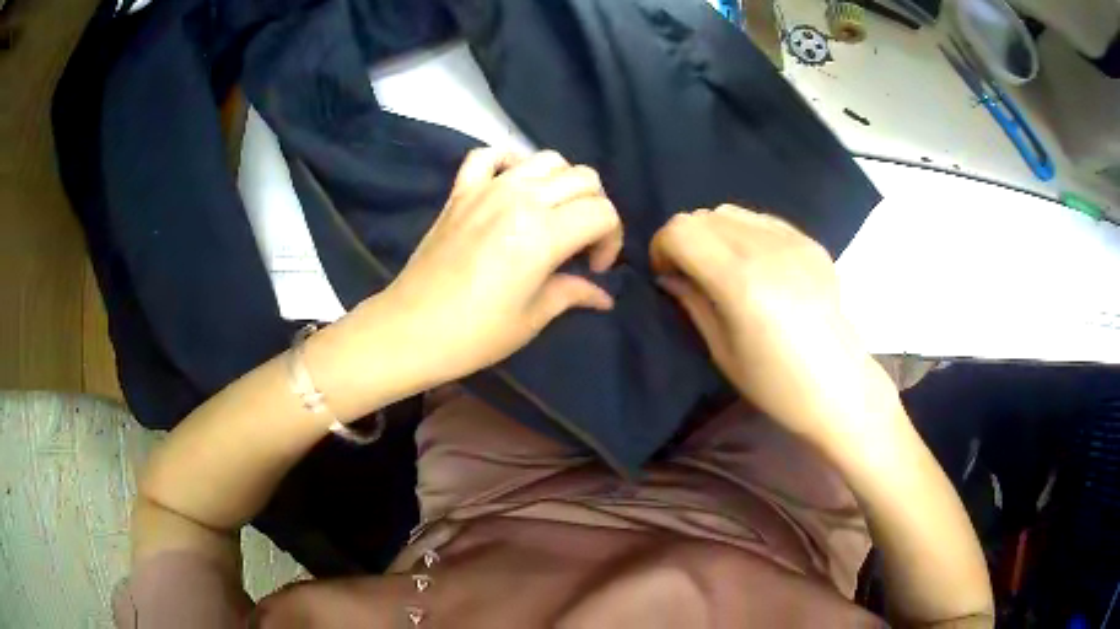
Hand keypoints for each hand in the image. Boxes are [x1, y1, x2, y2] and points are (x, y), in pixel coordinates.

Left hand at [347, 149, 622, 392]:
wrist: (410, 329)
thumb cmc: (475, 334)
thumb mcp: (533, 317)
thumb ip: (573, 293)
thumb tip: (604, 295)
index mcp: (544, 233)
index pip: (602, 212)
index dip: (611, 239)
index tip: (594, 268)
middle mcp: (521, 198)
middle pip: (583, 178)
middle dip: (595, 209)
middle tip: (581, 243)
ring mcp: (487, 188)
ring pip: (546, 158)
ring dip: (562, 182)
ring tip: (554, 214)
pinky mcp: (460, 191)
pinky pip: (488, 155)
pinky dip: (509, 161)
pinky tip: (512, 184)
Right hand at [650, 205, 895, 448]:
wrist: (838, 385)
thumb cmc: (775, 383)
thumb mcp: (721, 351)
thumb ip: (692, 302)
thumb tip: (669, 275)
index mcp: (740, 280)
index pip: (681, 230)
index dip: (663, 248)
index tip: (669, 275)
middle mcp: (765, 248)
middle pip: (703, 215)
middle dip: (686, 240)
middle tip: (694, 274)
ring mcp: (792, 240)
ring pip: (731, 212)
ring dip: (715, 234)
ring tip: (725, 268)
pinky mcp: (810, 242)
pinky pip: (762, 221)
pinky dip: (745, 234)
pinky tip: (757, 266)